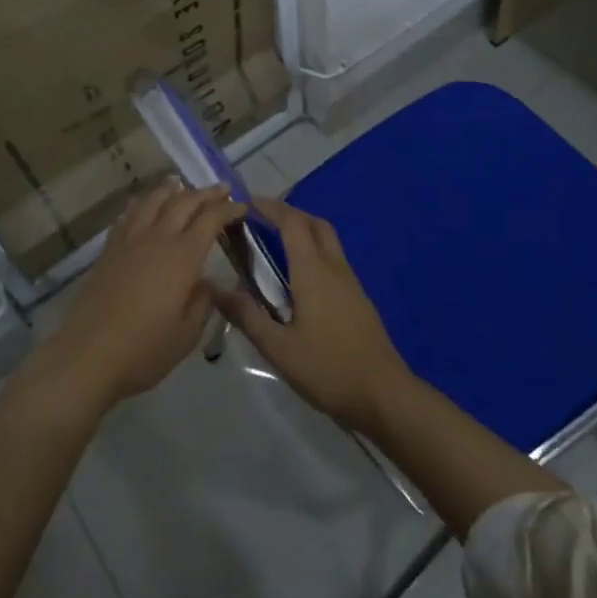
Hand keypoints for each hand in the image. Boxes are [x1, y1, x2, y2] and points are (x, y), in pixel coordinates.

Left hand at [35, 182, 244, 414]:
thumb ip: (203, 303)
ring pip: (154, 200)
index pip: (211, 219)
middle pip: (184, 201)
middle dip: (206, 192)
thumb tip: (207, 282)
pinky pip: (129, 213)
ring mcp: (130, 240)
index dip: (229, 209)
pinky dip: (143, 203)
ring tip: (183, 186)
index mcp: (183, 257)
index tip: (242, 207)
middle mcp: (158, 238)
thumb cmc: (144, 349)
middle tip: (222, 189)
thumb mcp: (187, 334)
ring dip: (173, 190)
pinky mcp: (109, 248)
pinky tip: (145, 204)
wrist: (88, 354)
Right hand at [209, 195, 412, 434]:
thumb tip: (212, 286)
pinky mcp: (359, 299)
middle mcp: (334, 268)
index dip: (270, 208)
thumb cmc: (327, 368)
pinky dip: (315, 251)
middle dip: (289, 213)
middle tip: (262, 219)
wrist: (384, 394)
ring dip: (304, 230)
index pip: (292, 223)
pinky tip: (300, 278)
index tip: (247, 203)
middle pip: (314, 224)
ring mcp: (351, 283)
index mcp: (313, 271)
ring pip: (328, 240)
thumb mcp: (278, 348)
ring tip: (277, 244)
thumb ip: (246, 315)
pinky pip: (334, 259)